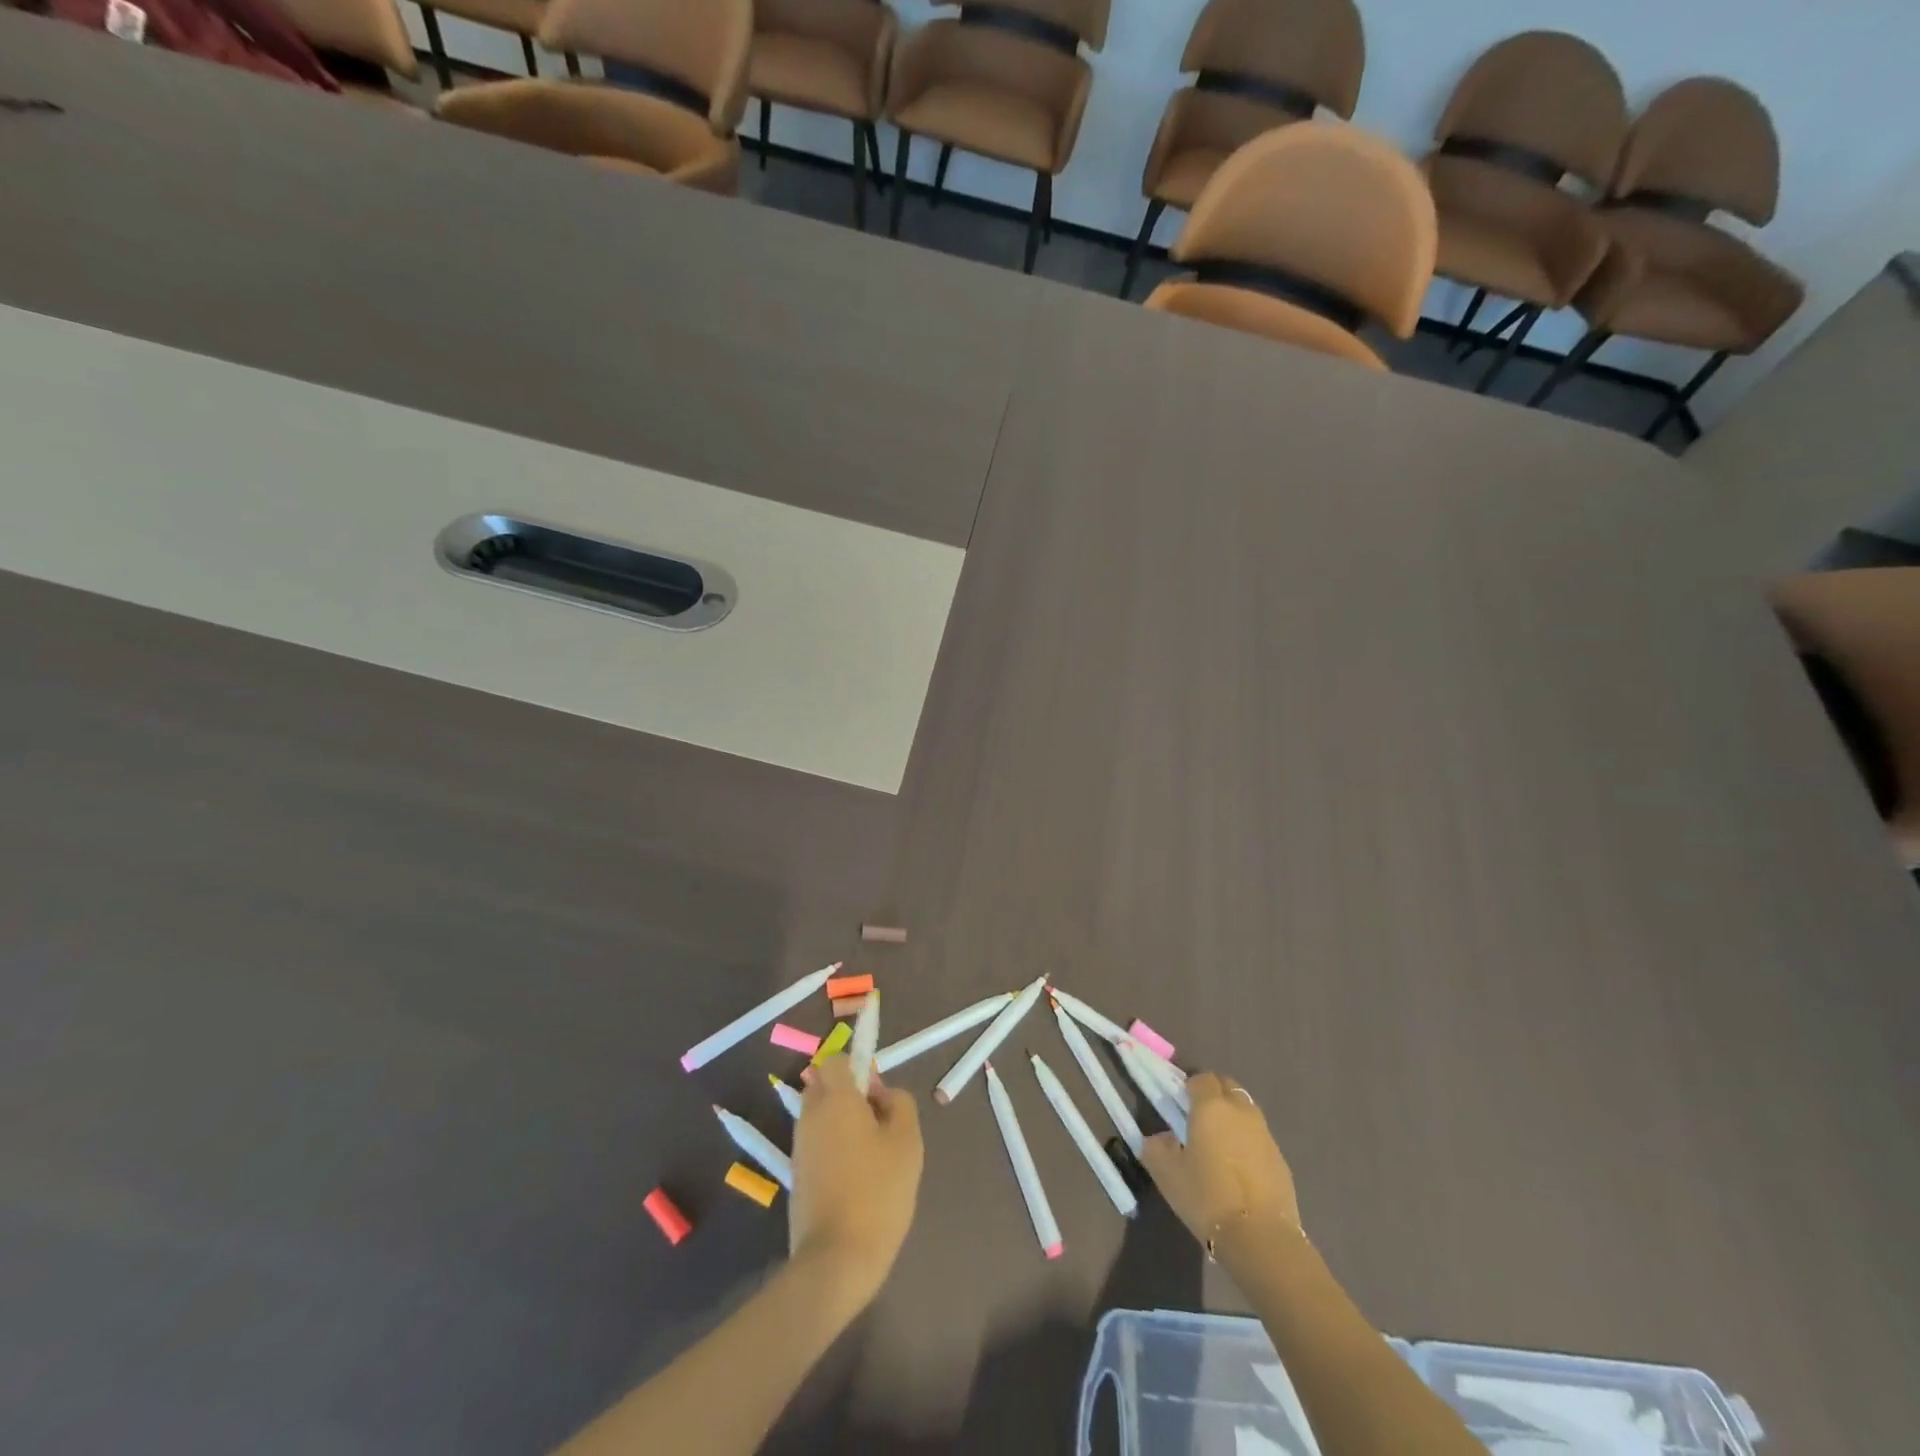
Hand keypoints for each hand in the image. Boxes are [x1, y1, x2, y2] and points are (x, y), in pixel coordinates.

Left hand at [789, 1056, 923, 1305]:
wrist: (836, 1259)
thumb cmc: (878, 1192)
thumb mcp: (907, 1142)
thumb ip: (899, 1104)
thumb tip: (882, 1093)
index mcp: (836, 1100)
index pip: (835, 1061)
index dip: (858, 1068)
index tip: (878, 1095)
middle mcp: (811, 1116)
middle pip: (824, 1086)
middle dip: (848, 1095)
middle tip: (879, 1123)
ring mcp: (800, 1147)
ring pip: (820, 1116)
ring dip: (842, 1123)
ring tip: (872, 1156)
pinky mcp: (796, 1176)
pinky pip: (816, 1144)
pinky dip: (834, 1149)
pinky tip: (856, 1179)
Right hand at [1141, 1072, 1300, 1252]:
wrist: (1260, 1237)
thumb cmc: (1207, 1196)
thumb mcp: (1166, 1173)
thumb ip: (1156, 1147)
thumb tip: (1162, 1138)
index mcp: (1211, 1106)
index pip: (1202, 1078)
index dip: (1190, 1086)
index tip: (1180, 1103)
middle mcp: (1241, 1111)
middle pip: (1228, 1087)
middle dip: (1213, 1094)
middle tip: (1198, 1118)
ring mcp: (1265, 1134)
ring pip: (1246, 1111)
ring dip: (1232, 1117)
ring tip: (1219, 1144)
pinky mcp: (1281, 1158)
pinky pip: (1259, 1137)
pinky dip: (1247, 1142)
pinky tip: (1239, 1168)